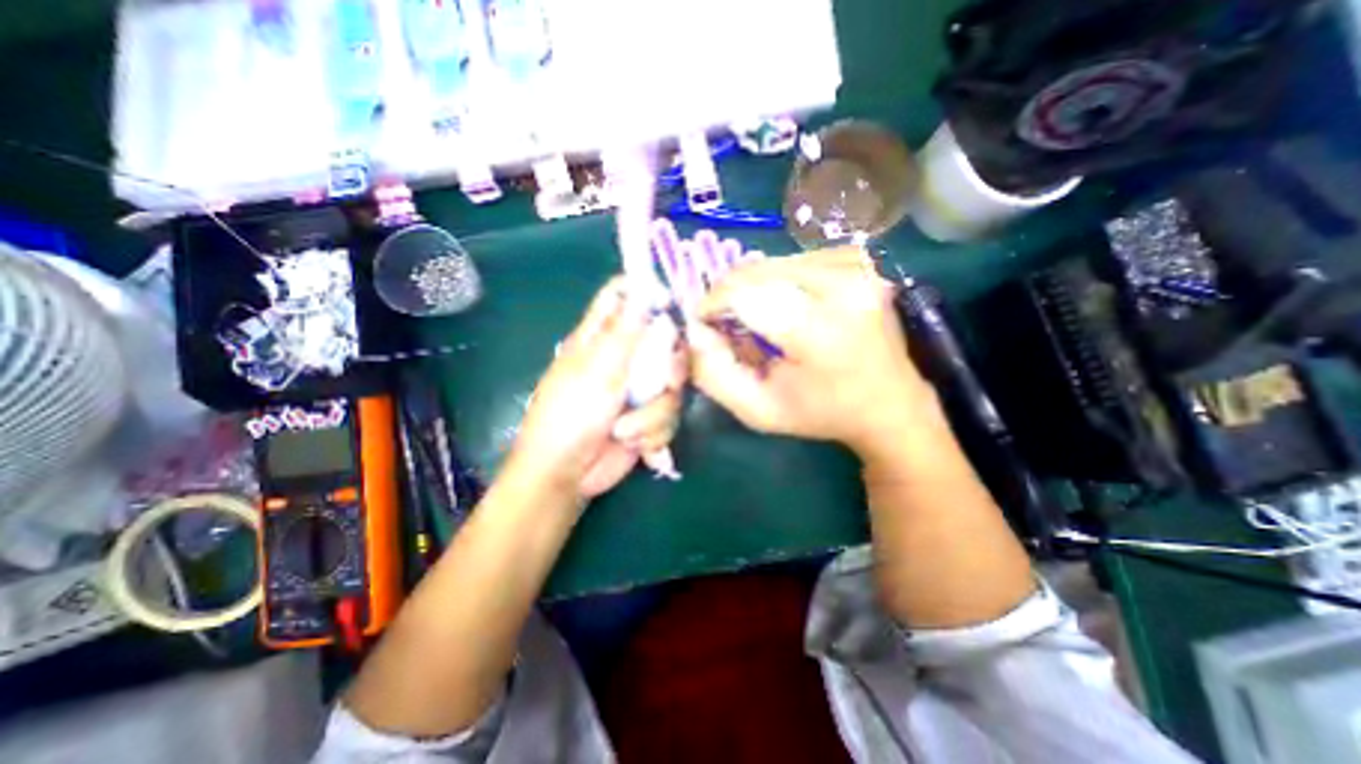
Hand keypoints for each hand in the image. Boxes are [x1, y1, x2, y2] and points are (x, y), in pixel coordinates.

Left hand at [505, 277, 684, 502]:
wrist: (568, 474)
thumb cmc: (570, 416)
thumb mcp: (598, 370)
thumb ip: (625, 331)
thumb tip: (642, 286)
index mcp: (603, 337)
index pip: (624, 296)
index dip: (648, 291)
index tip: (671, 304)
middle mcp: (625, 358)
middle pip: (666, 342)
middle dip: (670, 368)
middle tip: (667, 381)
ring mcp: (639, 389)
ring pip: (673, 386)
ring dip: (653, 415)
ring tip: (626, 430)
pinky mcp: (649, 417)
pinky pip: (670, 415)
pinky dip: (653, 433)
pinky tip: (635, 445)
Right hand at [693, 248, 935, 458]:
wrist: (889, 403)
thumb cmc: (820, 413)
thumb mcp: (758, 410)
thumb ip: (714, 374)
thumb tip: (694, 329)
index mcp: (820, 331)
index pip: (744, 293)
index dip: (713, 304)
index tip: (705, 324)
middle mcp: (844, 287)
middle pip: (757, 272)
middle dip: (729, 294)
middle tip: (726, 323)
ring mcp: (858, 268)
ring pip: (774, 262)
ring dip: (754, 287)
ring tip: (758, 318)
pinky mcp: (861, 261)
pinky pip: (798, 258)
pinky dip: (780, 279)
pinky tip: (787, 303)